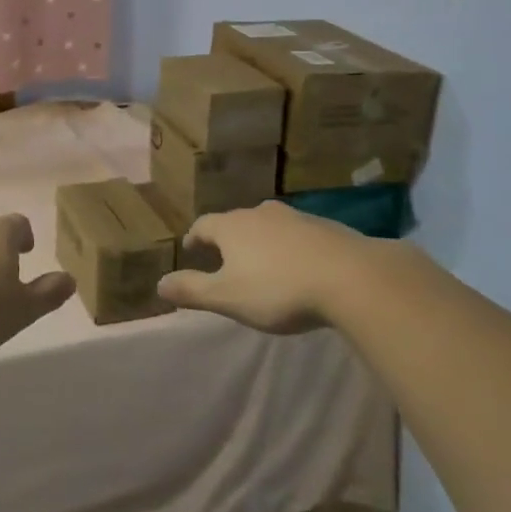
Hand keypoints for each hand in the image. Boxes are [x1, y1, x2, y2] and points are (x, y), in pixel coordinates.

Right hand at [158, 201, 405, 333]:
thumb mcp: (228, 297)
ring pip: (267, 224)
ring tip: (260, 260)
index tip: (191, 248)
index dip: (195, 237)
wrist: (351, 277)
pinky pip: (297, 233)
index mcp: (232, 227)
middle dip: (227, 237)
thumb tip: (159, 284)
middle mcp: (260, 213)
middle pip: (236, 221)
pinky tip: (298, 264)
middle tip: (224, 256)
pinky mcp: (325, 226)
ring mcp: (295, 217)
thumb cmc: (279, 289)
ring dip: (259, 239)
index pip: (204, 225)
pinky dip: (289, 245)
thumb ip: (192, 290)